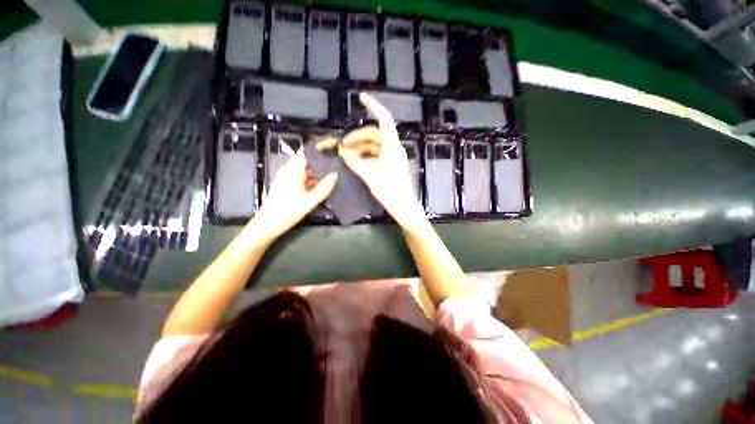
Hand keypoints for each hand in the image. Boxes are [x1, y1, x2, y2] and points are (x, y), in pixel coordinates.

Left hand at [249, 150, 336, 240]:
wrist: (267, 225)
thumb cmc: (287, 212)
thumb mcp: (309, 202)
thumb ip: (323, 188)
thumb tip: (335, 175)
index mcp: (292, 171)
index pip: (305, 152)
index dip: (318, 147)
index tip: (332, 146)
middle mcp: (289, 171)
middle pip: (307, 160)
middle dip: (321, 160)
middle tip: (337, 162)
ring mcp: (287, 178)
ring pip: (306, 170)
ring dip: (318, 171)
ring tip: (334, 172)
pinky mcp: (287, 185)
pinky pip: (303, 178)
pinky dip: (313, 179)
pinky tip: (323, 184)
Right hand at [339, 93, 426, 229]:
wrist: (403, 207)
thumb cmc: (389, 191)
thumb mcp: (369, 176)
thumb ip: (355, 162)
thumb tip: (343, 153)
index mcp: (392, 146)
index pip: (384, 120)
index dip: (374, 106)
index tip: (361, 97)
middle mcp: (394, 148)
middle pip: (375, 134)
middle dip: (358, 137)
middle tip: (343, 146)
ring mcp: (393, 157)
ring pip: (375, 145)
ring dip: (361, 147)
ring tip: (346, 155)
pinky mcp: (391, 165)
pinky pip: (377, 155)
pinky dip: (366, 156)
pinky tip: (356, 162)